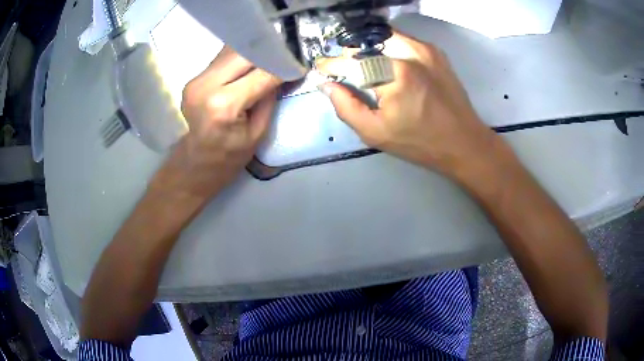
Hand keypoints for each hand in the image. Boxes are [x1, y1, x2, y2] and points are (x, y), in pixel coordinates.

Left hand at [151, 47, 281, 200]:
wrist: (198, 163)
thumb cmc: (230, 155)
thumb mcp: (258, 131)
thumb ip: (270, 97)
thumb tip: (283, 71)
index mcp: (224, 105)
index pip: (262, 73)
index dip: (283, 67)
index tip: (298, 64)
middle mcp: (206, 86)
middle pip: (243, 53)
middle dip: (268, 51)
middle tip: (286, 54)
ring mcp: (196, 80)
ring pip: (231, 51)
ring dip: (253, 51)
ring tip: (270, 56)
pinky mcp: (194, 78)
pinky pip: (222, 59)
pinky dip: (239, 57)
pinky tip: (251, 62)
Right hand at [319, 33, 499, 176]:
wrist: (464, 142)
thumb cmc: (420, 142)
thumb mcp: (376, 133)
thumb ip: (346, 107)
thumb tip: (328, 85)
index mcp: (394, 74)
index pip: (352, 60)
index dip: (333, 64)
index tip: (323, 69)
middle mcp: (410, 52)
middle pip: (367, 42)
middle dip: (352, 55)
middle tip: (348, 72)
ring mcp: (425, 49)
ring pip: (384, 37)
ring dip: (370, 49)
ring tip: (367, 68)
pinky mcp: (435, 51)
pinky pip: (403, 40)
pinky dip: (389, 48)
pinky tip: (389, 65)